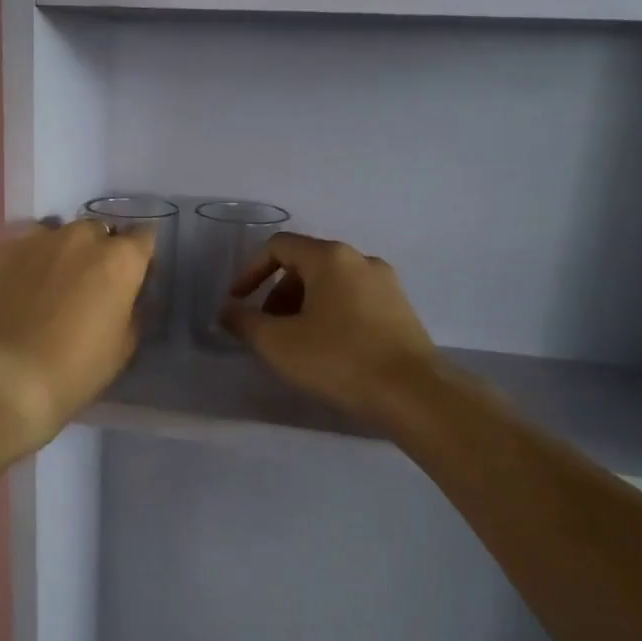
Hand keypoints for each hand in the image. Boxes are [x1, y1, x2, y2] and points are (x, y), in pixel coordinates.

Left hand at [0, 218, 154, 449]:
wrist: (3, 379)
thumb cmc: (75, 370)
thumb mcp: (124, 347)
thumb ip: (132, 310)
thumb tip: (127, 296)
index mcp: (119, 259)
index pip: (144, 237)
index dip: (139, 256)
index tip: (132, 276)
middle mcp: (80, 236)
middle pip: (97, 232)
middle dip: (96, 251)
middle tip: (85, 285)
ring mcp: (34, 238)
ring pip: (55, 234)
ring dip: (57, 253)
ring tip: (45, 286)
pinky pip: (18, 248)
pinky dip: (21, 264)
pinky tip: (11, 292)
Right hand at [220, 233, 437, 429]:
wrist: (413, 394)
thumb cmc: (338, 359)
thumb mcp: (277, 343)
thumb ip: (244, 322)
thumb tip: (227, 311)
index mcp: (330, 257)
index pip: (278, 246)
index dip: (250, 271)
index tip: (237, 302)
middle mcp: (361, 260)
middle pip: (305, 265)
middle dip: (277, 294)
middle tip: (266, 330)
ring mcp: (386, 284)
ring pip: (330, 284)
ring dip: (303, 307)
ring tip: (295, 344)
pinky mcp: (401, 310)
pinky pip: (353, 301)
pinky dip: (330, 315)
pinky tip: (327, 351)